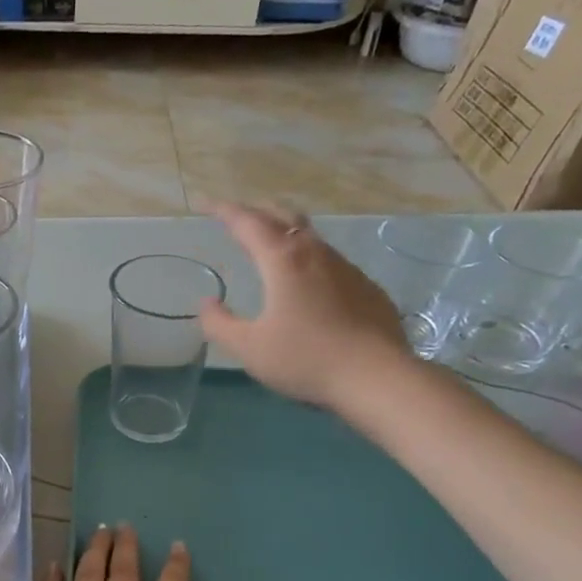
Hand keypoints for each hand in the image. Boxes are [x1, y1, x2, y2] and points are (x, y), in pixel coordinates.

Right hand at [199, 203, 416, 418]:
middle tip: (237, 218)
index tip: (205, 204)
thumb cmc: (305, 359)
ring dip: (285, 232)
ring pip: (310, 236)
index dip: (223, 210)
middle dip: (256, 212)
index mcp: (283, 260)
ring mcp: (346, 267)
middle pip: (283, 217)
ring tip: (270, 244)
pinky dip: (308, 258)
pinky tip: (307, 282)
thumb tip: (207, 303)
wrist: (377, 377)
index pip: (247, 223)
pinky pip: (330, 261)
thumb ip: (220, 324)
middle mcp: (315, 253)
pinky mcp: (365, 287)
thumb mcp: (249, 348)